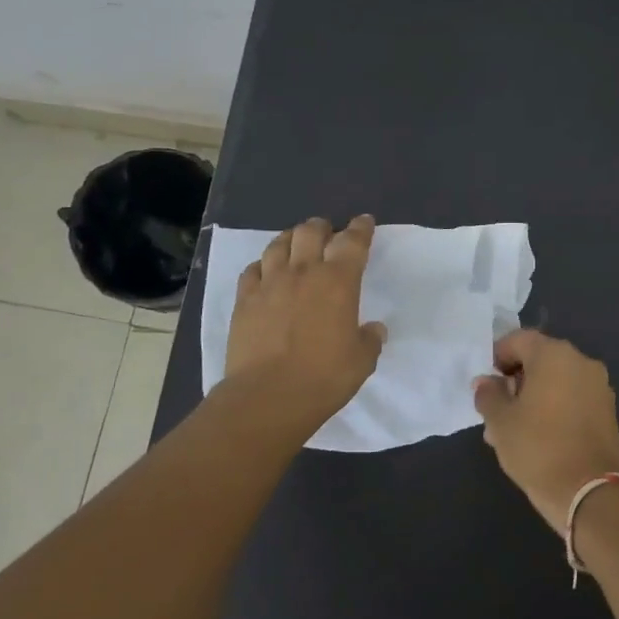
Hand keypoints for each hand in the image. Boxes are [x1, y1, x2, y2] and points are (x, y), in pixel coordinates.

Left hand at [226, 216, 386, 426]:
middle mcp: (303, 272)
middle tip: (328, 232)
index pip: (352, 242)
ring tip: (296, 244)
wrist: (267, 396)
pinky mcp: (244, 300)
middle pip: (311, 231)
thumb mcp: (361, 361)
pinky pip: (252, 270)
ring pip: (278, 244)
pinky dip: (262, 265)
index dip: (360, 228)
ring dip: (291, 239)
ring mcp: (269, 283)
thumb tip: (373, 329)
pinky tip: (265, 272)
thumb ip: (369, 340)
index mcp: (338, 281)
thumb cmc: (323, 377)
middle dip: (322, 226)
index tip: (364, 222)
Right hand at [473, 330, 618, 531]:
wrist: (588, 492)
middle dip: (516, 380)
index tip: (486, 383)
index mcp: (554, 355)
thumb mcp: (500, 421)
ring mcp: (599, 387)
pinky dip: (554, 408)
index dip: (498, 357)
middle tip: (497, 409)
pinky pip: (573, 398)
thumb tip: (486, 382)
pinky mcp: (608, 411)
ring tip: (513, 429)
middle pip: (540, 359)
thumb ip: (488, 394)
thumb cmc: (537, 448)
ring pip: (556, 381)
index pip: (519, 340)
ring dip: (534, 396)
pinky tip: (538, 436)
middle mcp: (581, 362)